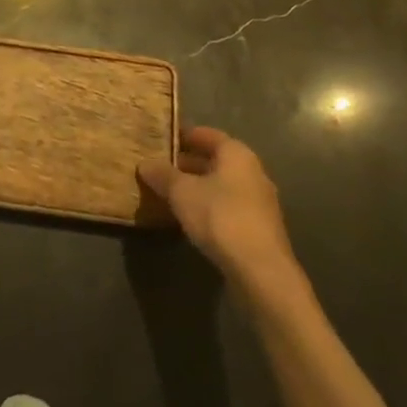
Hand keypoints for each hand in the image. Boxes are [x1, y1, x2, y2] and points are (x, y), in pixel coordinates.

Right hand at [138, 128, 304, 304]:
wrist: (261, 271)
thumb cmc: (220, 217)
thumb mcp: (181, 192)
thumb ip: (163, 175)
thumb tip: (145, 164)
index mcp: (237, 154)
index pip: (206, 134)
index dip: (183, 135)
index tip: (161, 139)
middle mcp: (253, 172)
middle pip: (215, 160)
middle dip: (188, 163)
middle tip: (160, 167)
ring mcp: (260, 202)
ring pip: (222, 185)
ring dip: (198, 187)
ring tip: (170, 193)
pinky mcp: (260, 228)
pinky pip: (229, 207)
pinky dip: (210, 206)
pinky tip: (191, 218)